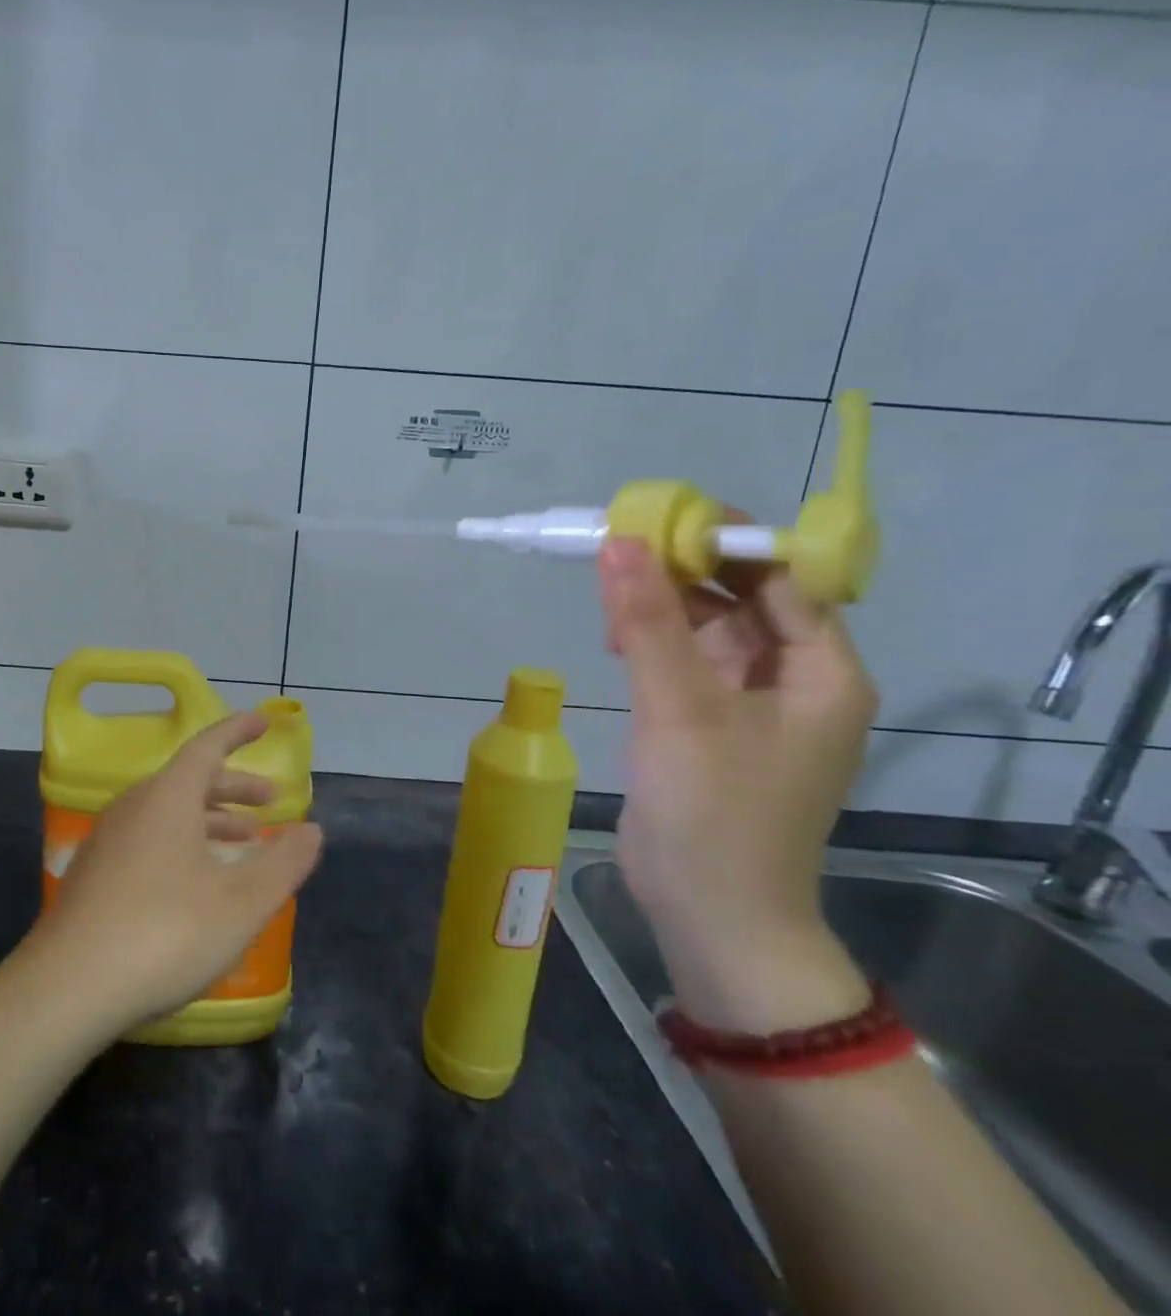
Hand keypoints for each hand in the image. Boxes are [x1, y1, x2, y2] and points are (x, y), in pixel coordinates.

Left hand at [30, 712, 323, 1034]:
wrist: (67, 988)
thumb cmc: (165, 934)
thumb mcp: (242, 902)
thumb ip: (284, 863)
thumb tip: (314, 829)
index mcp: (168, 796)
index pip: (208, 746)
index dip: (238, 732)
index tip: (263, 722)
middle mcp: (134, 805)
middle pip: (189, 780)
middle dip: (234, 786)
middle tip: (270, 802)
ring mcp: (108, 839)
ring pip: (168, 811)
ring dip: (210, 818)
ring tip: (243, 843)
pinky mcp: (93, 872)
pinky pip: (148, 837)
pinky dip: (182, 840)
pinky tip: (195, 880)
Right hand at [598, 534, 877, 1029]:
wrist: (711, 914)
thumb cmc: (715, 811)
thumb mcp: (681, 708)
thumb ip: (649, 622)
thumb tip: (620, 542)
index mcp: (822, 672)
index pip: (781, 580)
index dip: (725, 542)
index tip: (659, 516)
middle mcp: (797, 682)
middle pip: (743, 600)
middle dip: (683, 573)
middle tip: (618, 551)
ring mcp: (751, 707)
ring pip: (708, 631)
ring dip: (662, 608)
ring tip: (608, 598)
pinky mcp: (710, 728)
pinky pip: (685, 664)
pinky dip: (652, 645)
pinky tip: (615, 639)